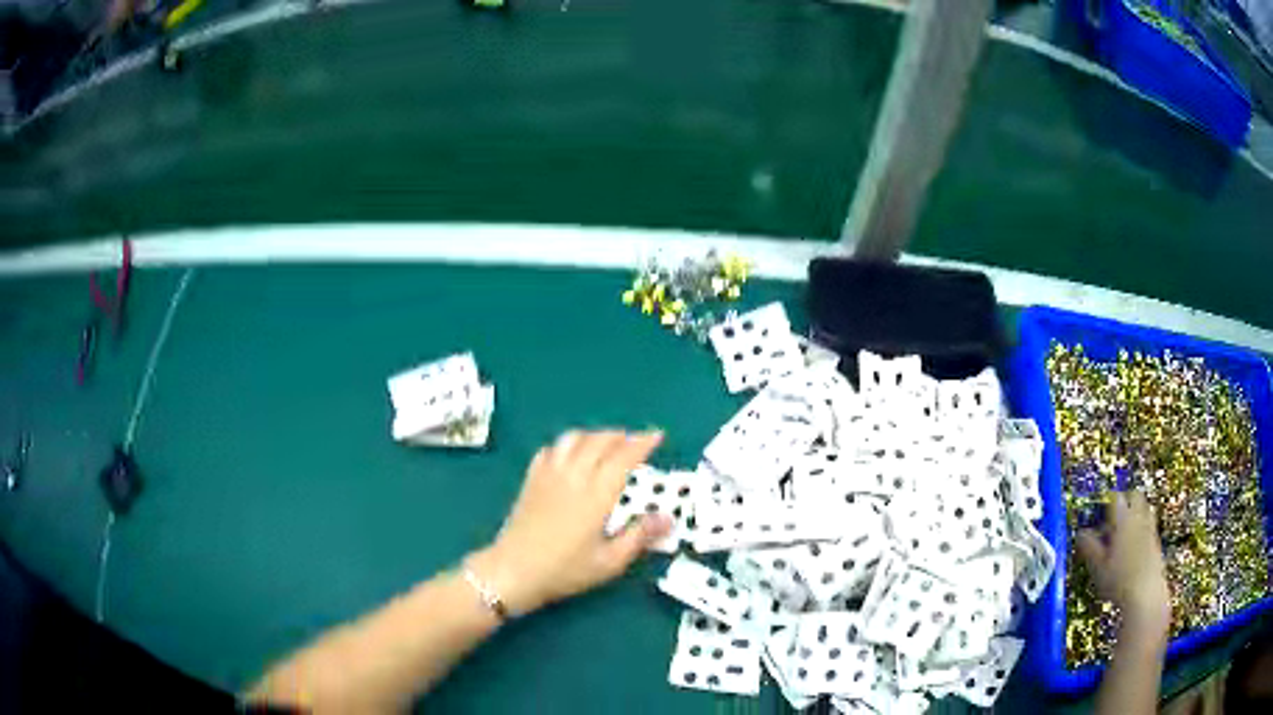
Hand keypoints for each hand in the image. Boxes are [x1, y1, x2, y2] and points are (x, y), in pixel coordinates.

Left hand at [468, 430, 671, 615]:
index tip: (657, 435)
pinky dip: (567, 444)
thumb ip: (639, 536)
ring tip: (607, 444)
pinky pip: (551, 449)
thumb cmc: (565, 570)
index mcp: (596, 495)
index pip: (623, 457)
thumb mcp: (609, 562)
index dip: (642, 443)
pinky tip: (571, 454)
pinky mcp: (532, 479)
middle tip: (636, 441)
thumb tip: (668, 518)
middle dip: (621, 436)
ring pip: (574, 438)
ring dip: (595, 435)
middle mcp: (573, 476)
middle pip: (599, 441)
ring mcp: (549, 474)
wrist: (514, 570)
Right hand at [1076, 490, 1170, 634]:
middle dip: (1125, 501)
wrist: (1145, 595)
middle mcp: (1139, 518)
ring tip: (1124, 532)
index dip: (1107, 502)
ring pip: (1145, 509)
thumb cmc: (1118, 582)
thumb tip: (1081, 534)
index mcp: (1123, 520)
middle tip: (1114, 516)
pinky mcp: (1156, 542)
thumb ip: (1090, 548)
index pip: (1116, 498)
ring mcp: (1151, 529)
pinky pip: (1149, 525)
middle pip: (1135, 496)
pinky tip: (1133, 549)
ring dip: (1136, 514)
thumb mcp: (1098, 568)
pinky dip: (1142, 529)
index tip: (1100, 512)